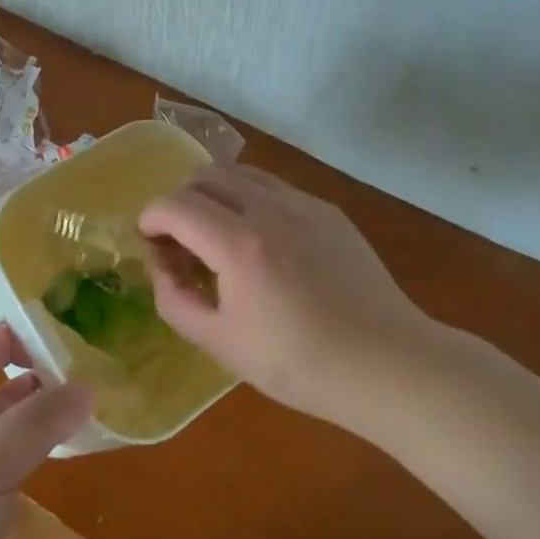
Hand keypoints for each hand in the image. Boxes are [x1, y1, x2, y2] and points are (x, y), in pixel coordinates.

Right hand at [139, 165, 439, 421]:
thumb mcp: (221, 344)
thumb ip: (175, 300)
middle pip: (203, 176)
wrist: (389, 365)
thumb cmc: (300, 363)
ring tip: (216, 234)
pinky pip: (273, 187)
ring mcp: (302, 204)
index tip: (150, 244)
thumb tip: (160, 266)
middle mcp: (267, 208)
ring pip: (239, 173)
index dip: (150, 219)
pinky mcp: (328, 211)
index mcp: (238, 244)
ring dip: (213, 194)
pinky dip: (248, 199)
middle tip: (179, 240)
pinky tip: (261, 241)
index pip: (173, 205)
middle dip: (178, 201)